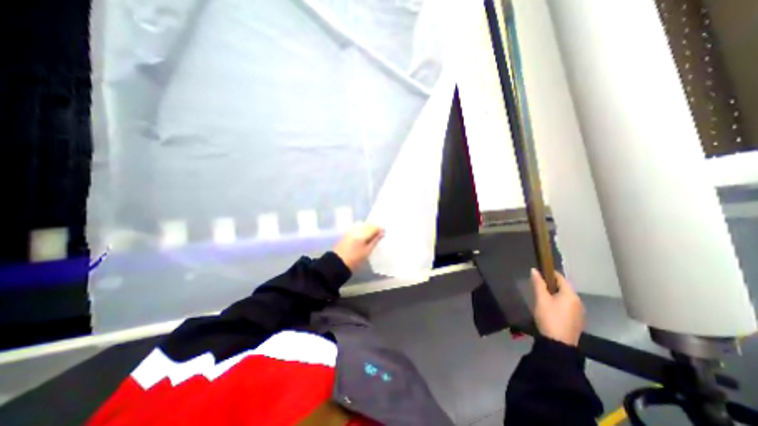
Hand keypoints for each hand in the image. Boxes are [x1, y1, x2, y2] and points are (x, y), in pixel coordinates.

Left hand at [332, 223, 385, 273]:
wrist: (338, 263)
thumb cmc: (355, 259)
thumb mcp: (367, 251)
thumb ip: (375, 240)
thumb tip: (382, 233)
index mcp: (362, 233)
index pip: (374, 227)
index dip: (380, 229)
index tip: (384, 233)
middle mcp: (356, 229)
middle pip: (368, 224)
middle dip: (374, 228)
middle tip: (379, 234)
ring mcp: (351, 230)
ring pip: (362, 225)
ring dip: (368, 228)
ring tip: (372, 236)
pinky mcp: (347, 233)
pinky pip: (357, 227)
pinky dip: (362, 230)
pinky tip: (364, 236)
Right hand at [528, 269, 581, 345]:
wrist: (558, 344)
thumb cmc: (549, 317)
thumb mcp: (541, 299)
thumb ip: (538, 283)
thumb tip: (534, 270)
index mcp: (571, 295)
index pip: (560, 278)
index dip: (549, 273)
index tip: (538, 273)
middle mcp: (578, 302)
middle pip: (563, 287)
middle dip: (551, 284)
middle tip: (537, 285)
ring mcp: (579, 312)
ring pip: (565, 297)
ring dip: (554, 294)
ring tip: (541, 296)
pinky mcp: (576, 320)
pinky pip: (567, 306)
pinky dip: (558, 302)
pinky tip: (549, 307)